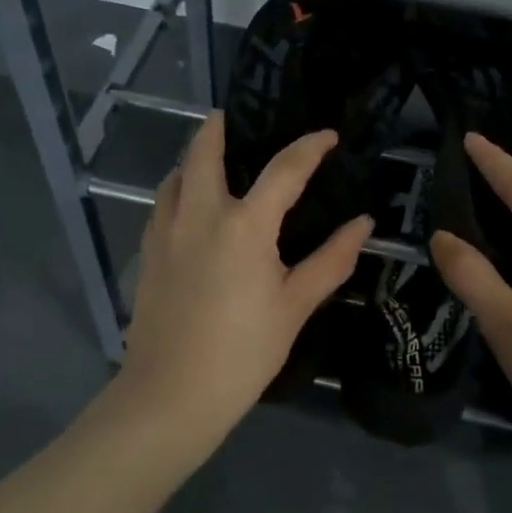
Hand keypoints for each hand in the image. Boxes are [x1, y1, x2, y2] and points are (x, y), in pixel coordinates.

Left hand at [113, 111, 371, 443]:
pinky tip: (189, 207)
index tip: (327, 135)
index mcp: (245, 225)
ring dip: (192, 158)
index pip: (284, 169)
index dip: (309, 147)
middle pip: (204, 152)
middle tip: (232, 118)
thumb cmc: (243, 352)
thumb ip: (331, 260)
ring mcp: (166, 232)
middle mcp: (200, 215)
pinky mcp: (147, 254)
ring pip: (175, 176)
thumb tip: (363, 223)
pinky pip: (161, 205)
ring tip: (211, 159)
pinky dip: (176, 189)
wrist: (171, 394)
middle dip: (218, 128)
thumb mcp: (295, 306)